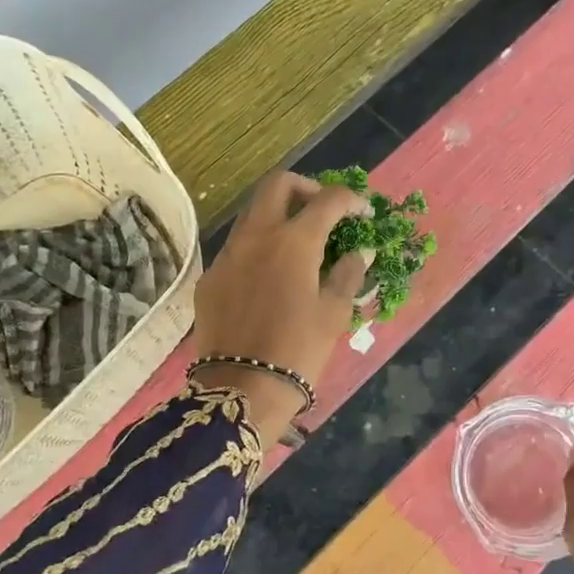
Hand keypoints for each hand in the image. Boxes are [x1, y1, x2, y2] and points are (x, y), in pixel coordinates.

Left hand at [194, 173, 371, 439]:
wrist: (242, 389)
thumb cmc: (298, 351)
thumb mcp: (333, 313)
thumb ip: (348, 273)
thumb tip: (360, 249)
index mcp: (293, 241)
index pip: (327, 200)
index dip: (350, 200)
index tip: (363, 212)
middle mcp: (256, 236)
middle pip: (278, 184)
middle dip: (306, 188)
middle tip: (324, 211)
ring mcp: (227, 254)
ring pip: (252, 213)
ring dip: (278, 215)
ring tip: (299, 243)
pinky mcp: (210, 277)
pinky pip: (237, 248)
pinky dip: (259, 248)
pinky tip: (271, 277)